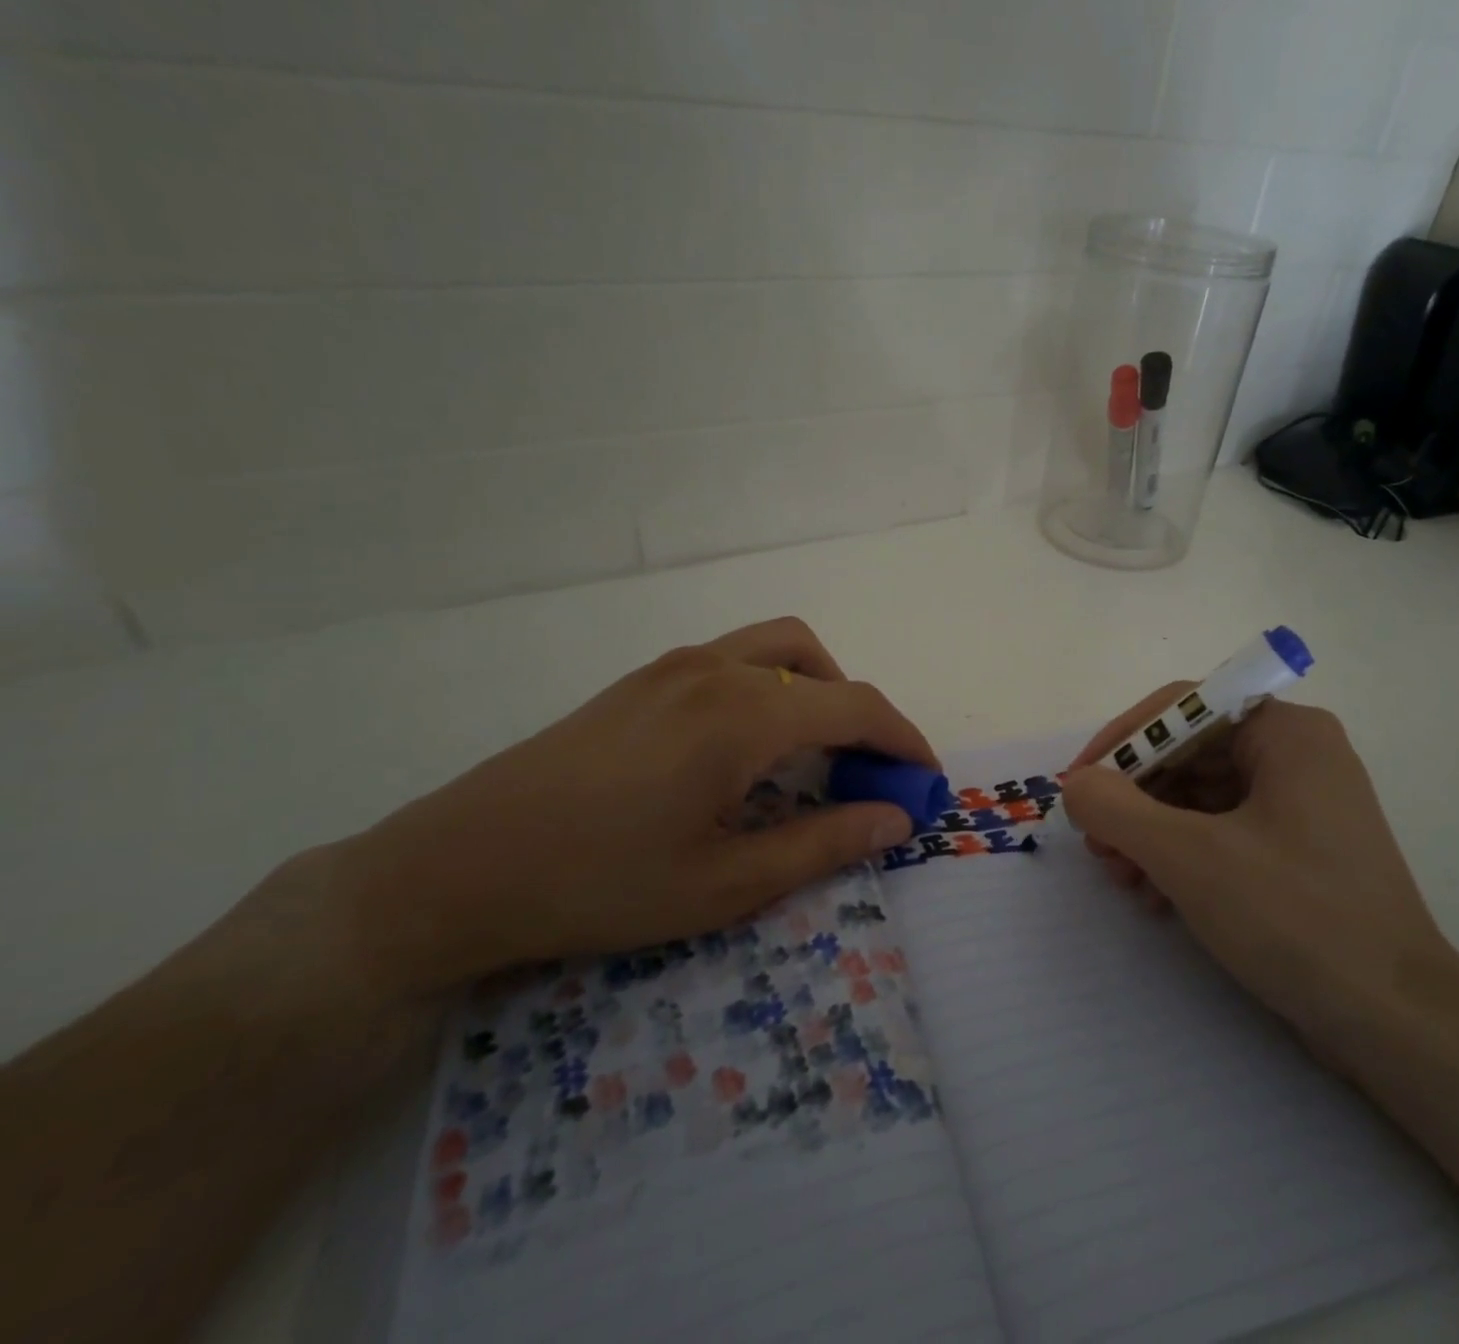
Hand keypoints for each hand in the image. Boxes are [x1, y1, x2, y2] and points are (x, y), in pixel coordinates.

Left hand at [333, 618, 934, 995]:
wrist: (458, 868)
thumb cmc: (600, 885)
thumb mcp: (725, 883)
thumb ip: (823, 844)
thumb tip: (896, 820)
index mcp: (743, 715)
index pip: (856, 707)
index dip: (903, 741)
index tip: (925, 781)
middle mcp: (716, 670)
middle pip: (822, 666)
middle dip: (862, 715)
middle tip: (867, 776)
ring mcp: (674, 666)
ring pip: (777, 648)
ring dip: (817, 689)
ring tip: (814, 754)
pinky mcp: (644, 678)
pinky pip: (735, 659)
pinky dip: (772, 686)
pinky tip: (748, 747)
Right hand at [1060, 688, 1454, 1063]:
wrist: (1400, 1026)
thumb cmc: (1295, 918)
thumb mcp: (1188, 857)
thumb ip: (1116, 809)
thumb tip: (1076, 784)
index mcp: (1286, 733)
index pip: (1182, 709)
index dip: (1122, 741)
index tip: (1079, 784)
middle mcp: (1298, 755)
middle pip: (1189, 755)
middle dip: (1134, 799)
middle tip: (1096, 844)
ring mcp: (1303, 806)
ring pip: (1201, 798)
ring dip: (1151, 834)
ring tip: (1123, 880)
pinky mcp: (1300, 853)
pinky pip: (1224, 833)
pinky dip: (1183, 857)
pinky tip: (1157, 898)